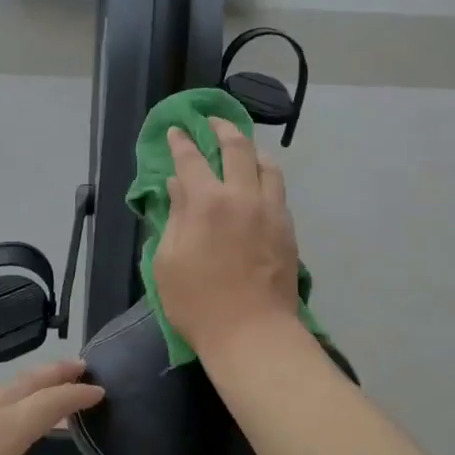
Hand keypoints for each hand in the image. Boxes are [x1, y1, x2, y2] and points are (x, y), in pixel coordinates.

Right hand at [152, 116, 301, 356]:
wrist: (252, 333)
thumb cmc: (197, 303)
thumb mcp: (168, 262)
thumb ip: (174, 217)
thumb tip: (178, 186)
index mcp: (207, 203)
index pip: (191, 159)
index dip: (181, 141)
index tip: (177, 130)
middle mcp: (243, 196)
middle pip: (237, 148)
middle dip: (222, 128)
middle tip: (212, 122)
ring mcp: (271, 211)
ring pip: (267, 165)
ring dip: (251, 150)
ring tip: (242, 150)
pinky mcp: (287, 229)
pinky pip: (278, 191)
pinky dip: (265, 178)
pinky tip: (258, 185)